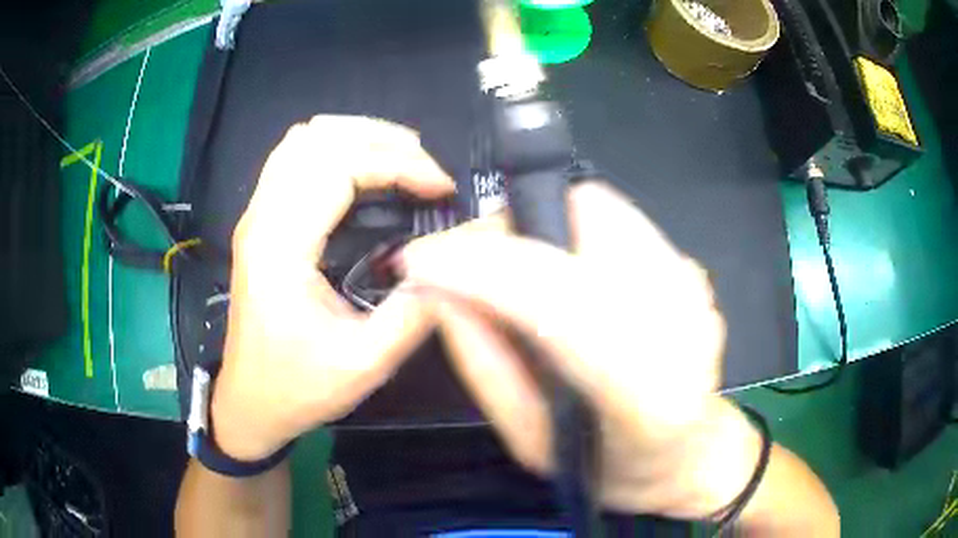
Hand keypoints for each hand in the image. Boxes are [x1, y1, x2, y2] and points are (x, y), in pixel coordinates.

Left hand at [212, 116, 453, 460]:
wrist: (251, 402)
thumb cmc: (299, 387)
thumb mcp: (365, 362)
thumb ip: (415, 310)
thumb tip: (457, 263)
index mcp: (281, 248)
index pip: (339, 167)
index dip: (399, 164)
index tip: (441, 188)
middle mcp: (262, 218)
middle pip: (317, 137)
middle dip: (381, 139)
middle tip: (426, 167)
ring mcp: (256, 215)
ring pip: (302, 139)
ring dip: (356, 136)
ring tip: (402, 159)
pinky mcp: (260, 222)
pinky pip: (294, 159)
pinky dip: (335, 150)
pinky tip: (364, 171)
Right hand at [398, 181, 762, 518]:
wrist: (688, 453)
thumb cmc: (610, 468)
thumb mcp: (530, 442)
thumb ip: (485, 367)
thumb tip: (438, 293)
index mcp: (648, 395)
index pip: (562, 303)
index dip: (482, 269)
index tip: (419, 261)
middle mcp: (685, 327)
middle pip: (583, 221)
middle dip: (506, 230)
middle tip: (464, 263)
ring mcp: (695, 289)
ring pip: (598, 208)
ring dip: (537, 226)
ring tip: (509, 271)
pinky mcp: (692, 269)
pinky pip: (616, 219)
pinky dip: (569, 230)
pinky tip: (560, 273)